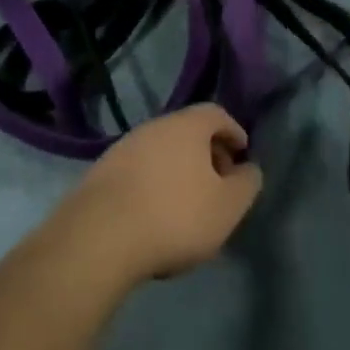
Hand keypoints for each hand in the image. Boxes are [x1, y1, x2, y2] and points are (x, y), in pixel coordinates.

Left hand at [49, 105, 260, 287]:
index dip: (234, 132)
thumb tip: (249, 169)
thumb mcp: (228, 207)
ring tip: (188, 203)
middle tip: (219, 184)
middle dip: (207, 153)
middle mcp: (153, 126)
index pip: (216, 113)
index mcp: (186, 126)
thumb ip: (247, 184)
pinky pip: (139, 169)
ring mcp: (123, 147)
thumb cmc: (175, 216)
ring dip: (179, 169)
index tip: (242, 155)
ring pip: (161, 150)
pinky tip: (156, 213)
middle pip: (188, 131)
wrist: (100, 236)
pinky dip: (154, 182)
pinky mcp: (101, 171)